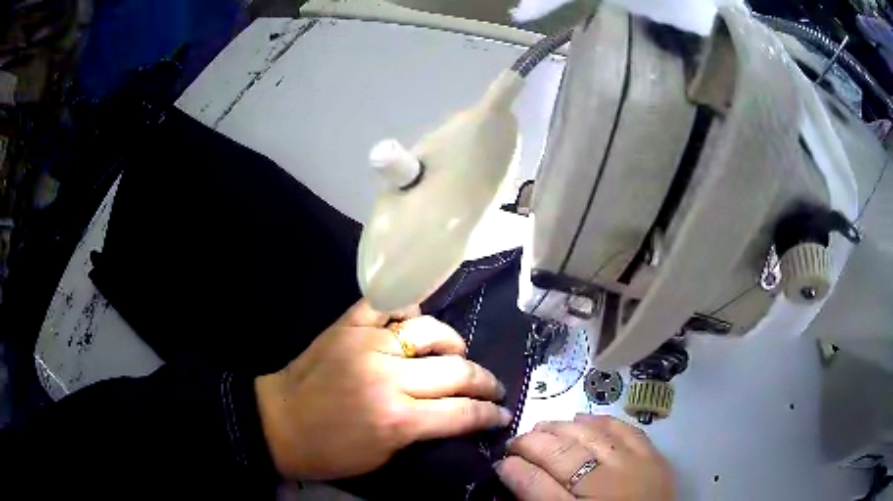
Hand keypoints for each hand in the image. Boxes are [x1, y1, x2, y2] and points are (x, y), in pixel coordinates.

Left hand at [255, 300, 511, 480]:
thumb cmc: (330, 451)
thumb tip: (456, 415)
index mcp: (398, 419)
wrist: (278, 423)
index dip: (490, 415)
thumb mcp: (384, 457)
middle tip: (492, 388)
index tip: (502, 414)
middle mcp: (389, 377)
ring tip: (458, 353)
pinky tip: (417, 318)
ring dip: (454, 343)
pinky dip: (408, 307)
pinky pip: (387, 304)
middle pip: (456, 370)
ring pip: (430, 330)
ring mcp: (367, 344)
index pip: (463, 412)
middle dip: (485, 381)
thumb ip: (424, 432)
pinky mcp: (348, 326)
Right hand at [496, 414, 673, 499]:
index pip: (535, 484)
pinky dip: (600, 422)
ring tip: (542, 427)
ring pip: (589, 437)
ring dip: (560, 428)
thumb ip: (538, 499)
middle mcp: (604, 485)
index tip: (501, 461)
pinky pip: (624, 430)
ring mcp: (633, 467)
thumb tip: (510, 471)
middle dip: (532, 443)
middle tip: (516, 441)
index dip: (514, 468)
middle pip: (561, 455)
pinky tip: (582, 419)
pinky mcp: (653, 457)